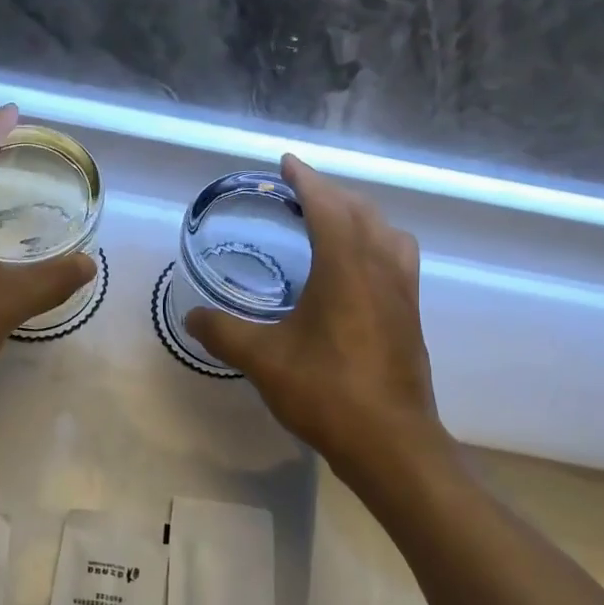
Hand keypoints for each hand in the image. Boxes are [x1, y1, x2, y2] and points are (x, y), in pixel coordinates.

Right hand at [185, 156, 442, 475]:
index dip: (306, 179)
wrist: (390, 442)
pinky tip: (357, 271)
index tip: (287, 162)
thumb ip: (223, 332)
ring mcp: (403, 291)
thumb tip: (192, 316)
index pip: (327, 204)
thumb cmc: (326, 393)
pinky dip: (376, 244)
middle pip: (361, 211)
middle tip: (301, 192)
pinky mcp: (412, 315)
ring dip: (360, 216)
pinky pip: (398, 258)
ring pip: (387, 233)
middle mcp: (381, 267)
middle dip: (331, 193)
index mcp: (346, 266)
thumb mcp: (264, 360)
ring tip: (333, 223)